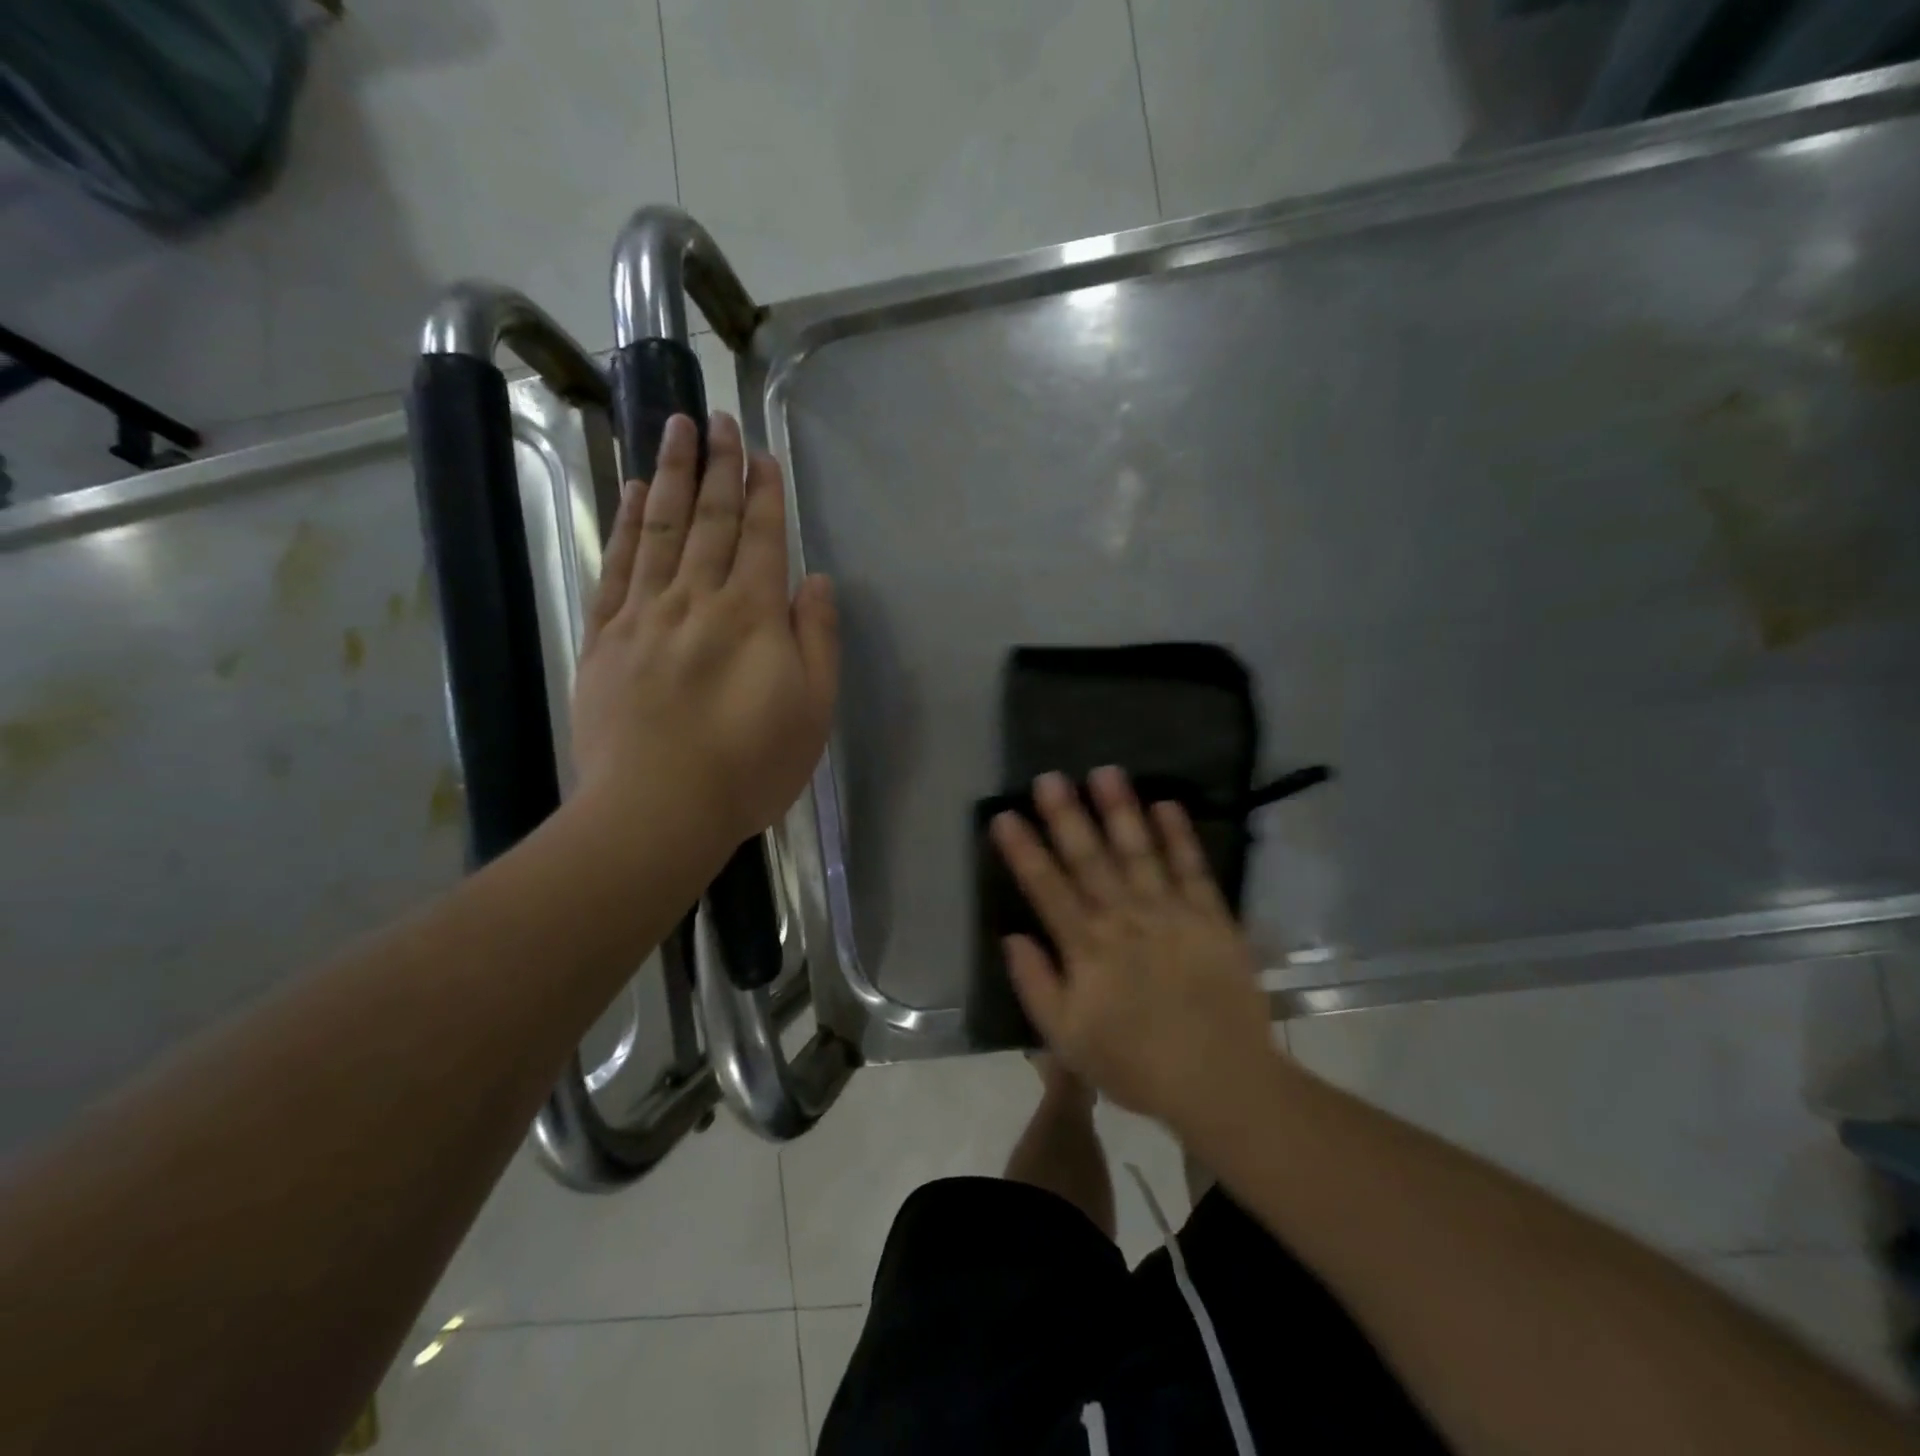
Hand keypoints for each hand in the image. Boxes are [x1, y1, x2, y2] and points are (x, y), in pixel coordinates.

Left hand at [572, 412, 838, 852]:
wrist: (657, 809)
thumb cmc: (751, 767)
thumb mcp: (813, 710)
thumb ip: (817, 639)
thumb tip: (814, 581)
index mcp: (753, 615)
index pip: (761, 538)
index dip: (764, 493)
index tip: (761, 453)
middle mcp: (697, 599)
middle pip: (709, 519)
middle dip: (717, 466)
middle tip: (717, 418)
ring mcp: (644, 614)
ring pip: (658, 528)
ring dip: (668, 475)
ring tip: (673, 428)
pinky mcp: (604, 637)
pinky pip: (616, 566)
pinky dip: (623, 524)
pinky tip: (627, 493)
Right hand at [991, 767, 1277, 1129]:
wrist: (1221, 1080)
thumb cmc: (1136, 1064)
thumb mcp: (1068, 1039)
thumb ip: (1036, 985)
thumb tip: (1012, 936)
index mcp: (1087, 948)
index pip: (1046, 888)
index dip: (1024, 850)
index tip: (1005, 815)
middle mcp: (1125, 919)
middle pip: (1089, 859)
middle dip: (1067, 815)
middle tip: (1050, 777)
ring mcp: (1171, 913)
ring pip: (1139, 852)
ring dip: (1121, 810)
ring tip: (1105, 772)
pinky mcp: (1211, 917)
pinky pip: (1193, 868)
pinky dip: (1180, 836)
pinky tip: (1167, 804)